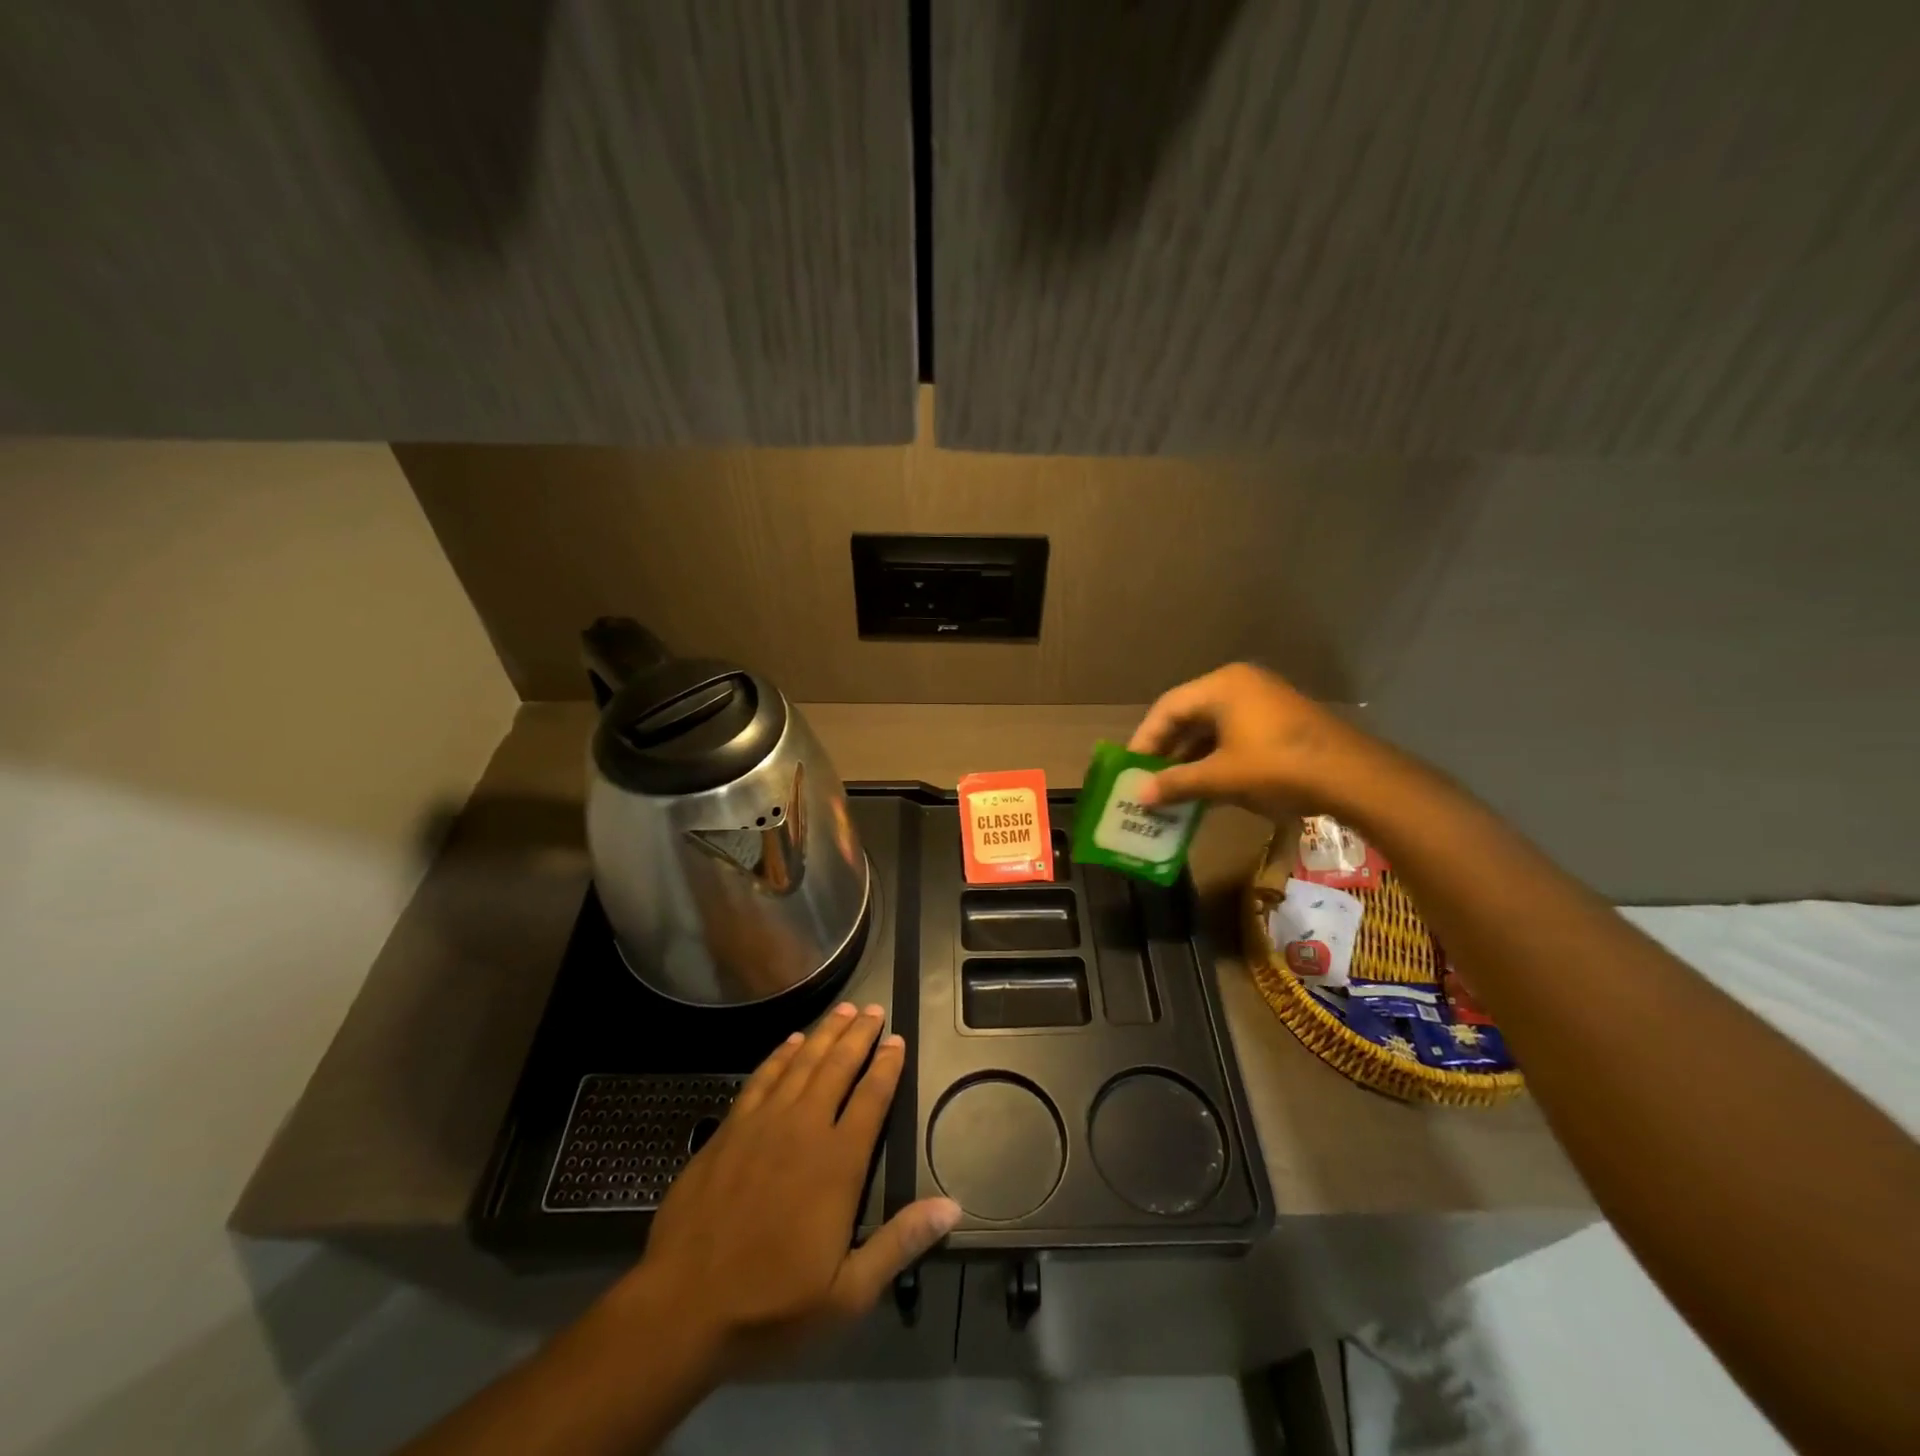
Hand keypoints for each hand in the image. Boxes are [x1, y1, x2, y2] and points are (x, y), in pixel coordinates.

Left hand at [608, 1003, 960, 1380]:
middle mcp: (803, 1129)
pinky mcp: (729, 1129)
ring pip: (801, 1062)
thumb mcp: (847, 1294)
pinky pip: (762, 1077)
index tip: (897, 1040)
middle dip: (859, 1035)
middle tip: (873, 1009)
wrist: (681, 1308)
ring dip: (825, 1033)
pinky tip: (790, 1042)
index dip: (887, 1066)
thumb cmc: (770, 1306)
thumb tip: (952, 1205)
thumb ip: (899, 1242)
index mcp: (837, 1163)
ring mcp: (762, 1124)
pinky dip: (780, 1054)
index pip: (871, 1098)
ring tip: (843, 1010)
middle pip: (838, 1066)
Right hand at [1128, 662, 1384, 819]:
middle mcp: (1240, 685)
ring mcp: (1263, 702)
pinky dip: (1215, 759)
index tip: (1129, 768)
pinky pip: (1233, 736)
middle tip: (1146, 779)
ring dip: (1189, 758)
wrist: (1354, 777)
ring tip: (1171, 788)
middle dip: (1166, 750)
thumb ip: (1177, 783)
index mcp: (1222, 686)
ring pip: (1211, 728)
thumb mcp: (1221, 777)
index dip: (1145, 740)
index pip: (1167, 708)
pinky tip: (1205, 786)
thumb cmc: (1278, 768)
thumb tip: (1139, 796)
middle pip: (1188, 715)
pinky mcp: (1279, 722)